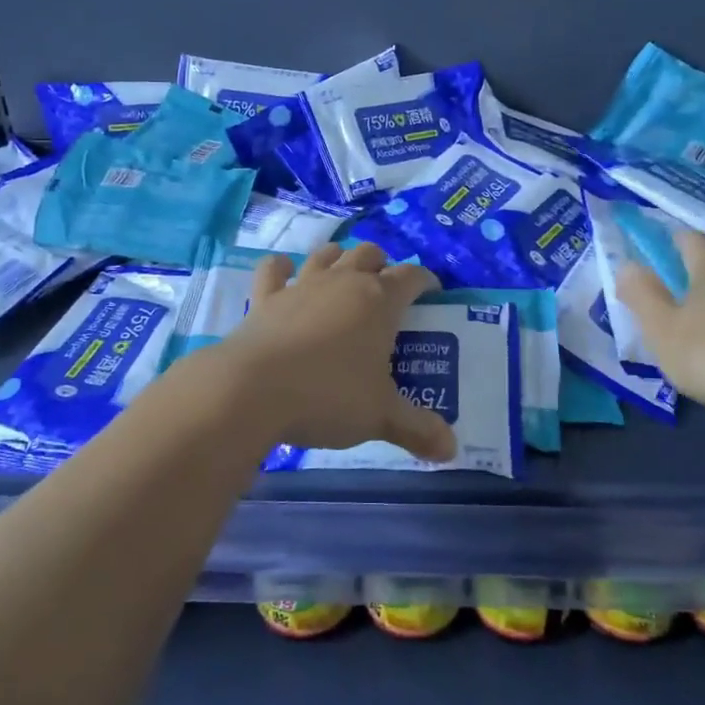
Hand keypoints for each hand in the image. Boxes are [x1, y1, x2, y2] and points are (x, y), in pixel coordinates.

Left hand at [217, 242, 454, 461]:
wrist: (253, 390)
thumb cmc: (328, 396)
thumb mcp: (380, 416)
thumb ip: (417, 429)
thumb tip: (451, 450)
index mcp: (379, 302)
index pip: (411, 277)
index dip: (425, 280)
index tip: (432, 293)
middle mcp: (343, 282)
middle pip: (369, 255)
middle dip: (381, 265)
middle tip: (385, 289)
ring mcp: (302, 285)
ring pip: (326, 255)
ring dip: (339, 258)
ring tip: (343, 273)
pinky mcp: (265, 297)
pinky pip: (274, 269)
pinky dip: (281, 268)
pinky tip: (284, 273)